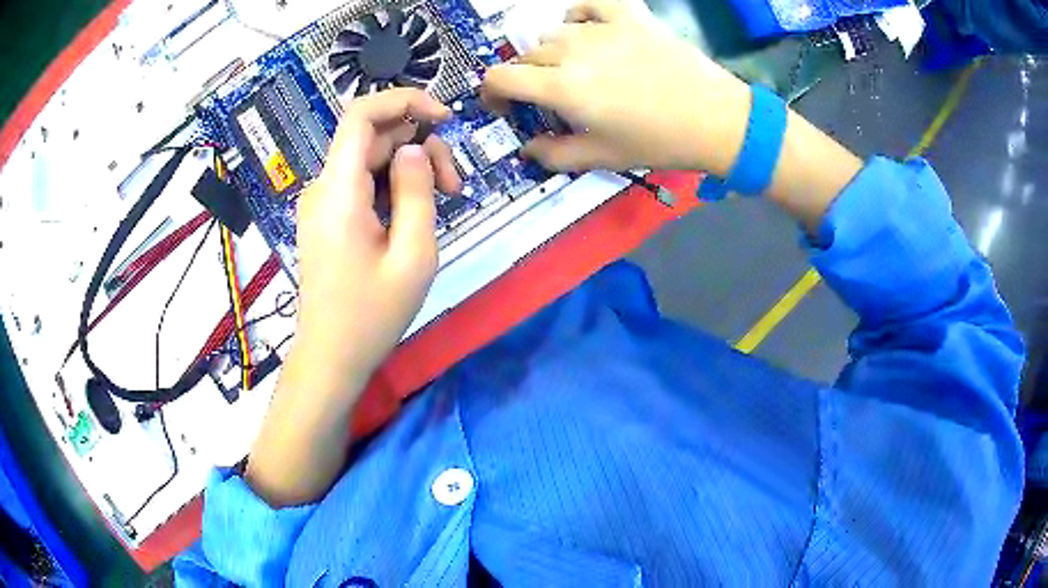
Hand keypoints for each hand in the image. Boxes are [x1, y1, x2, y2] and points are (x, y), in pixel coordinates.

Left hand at [246, 89, 460, 506]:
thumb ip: (418, 191)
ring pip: (371, 158)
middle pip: (374, 137)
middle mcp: (323, 186)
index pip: (361, 114)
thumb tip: (415, 148)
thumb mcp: (413, 255)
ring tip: (445, 201)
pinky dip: (393, 185)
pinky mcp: (327, 216)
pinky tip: (416, 211)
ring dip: (410, 168)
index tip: (443, 117)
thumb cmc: (372, 316)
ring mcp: (322, 201)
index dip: (404, 100)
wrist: (330, 357)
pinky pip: (362, 182)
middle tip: (455, 186)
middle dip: (420, 146)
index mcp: (338, 191)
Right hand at [482, 0, 751, 175]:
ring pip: (553, 34)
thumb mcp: (603, 157)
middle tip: (551, 97)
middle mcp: (573, 51)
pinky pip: (589, 4)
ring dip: (554, 53)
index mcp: (563, 88)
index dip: (492, 94)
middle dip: (527, 79)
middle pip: (526, 57)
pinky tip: (587, 29)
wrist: (716, 119)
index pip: (499, 78)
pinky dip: (579, 15)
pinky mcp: (629, 16)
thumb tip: (527, 148)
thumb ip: (555, 154)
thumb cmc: (659, 142)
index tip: (505, 106)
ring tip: (578, 70)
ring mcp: (602, 28)